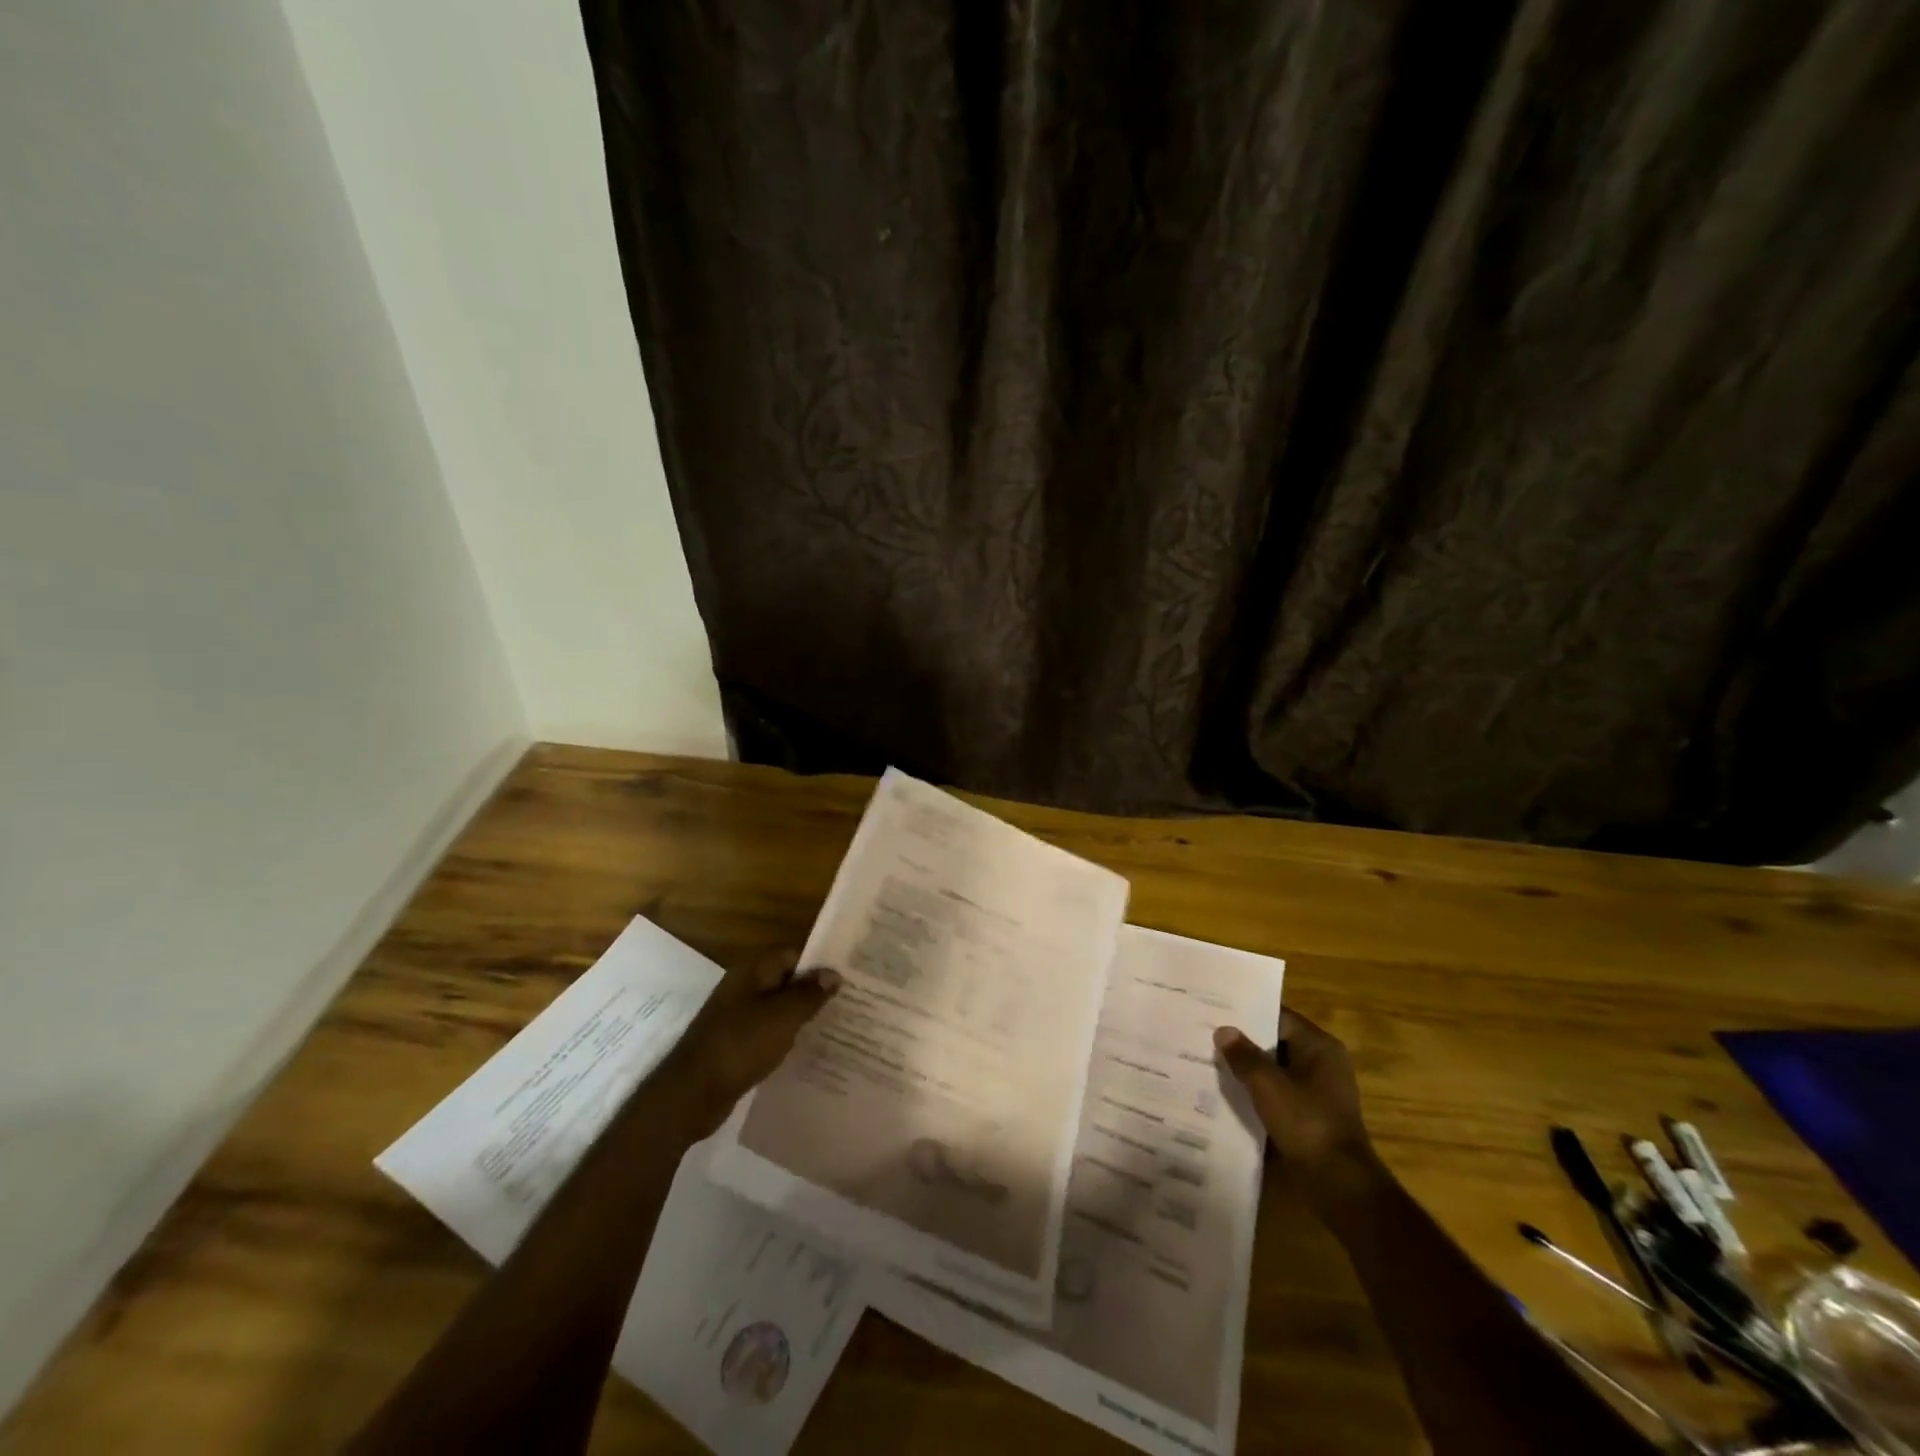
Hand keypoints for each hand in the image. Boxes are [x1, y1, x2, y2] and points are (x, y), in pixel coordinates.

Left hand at [662, 951, 840, 1132]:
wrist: (691, 1094)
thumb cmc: (740, 1045)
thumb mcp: (782, 1017)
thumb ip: (809, 994)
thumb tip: (834, 973)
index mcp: (752, 973)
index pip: (793, 956)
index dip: (820, 964)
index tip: (849, 977)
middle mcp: (743, 989)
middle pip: (786, 982)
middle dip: (814, 992)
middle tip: (850, 1004)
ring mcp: (736, 1018)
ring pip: (778, 1010)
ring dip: (801, 1018)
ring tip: (836, 1028)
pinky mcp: (735, 1045)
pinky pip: (768, 1033)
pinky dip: (786, 1039)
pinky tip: (807, 1052)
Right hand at [1215, 1009, 1380, 1214]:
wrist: (1339, 1183)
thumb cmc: (1306, 1122)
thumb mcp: (1267, 1085)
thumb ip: (1243, 1055)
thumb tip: (1223, 1031)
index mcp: (1319, 1046)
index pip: (1278, 1017)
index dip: (1247, 1014)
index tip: (1215, 1012)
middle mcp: (1323, 1063)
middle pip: (1276, 1043)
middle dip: (1244, 1044)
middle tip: (1207, 1037)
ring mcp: (1319, 1091)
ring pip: (1276, 1070)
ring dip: (1250, 1071)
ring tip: (1212, 1064)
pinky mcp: (1312, 1116)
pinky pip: (1280, 1094)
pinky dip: (1259, 1093)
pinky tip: (1230, 1096)